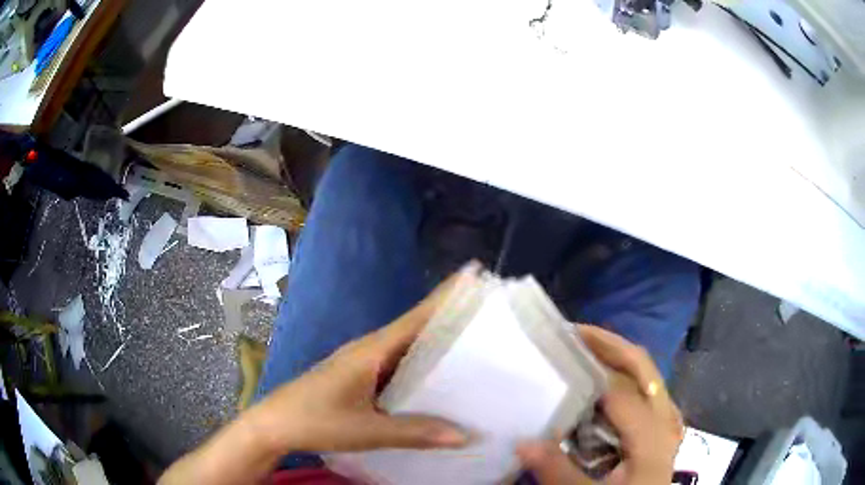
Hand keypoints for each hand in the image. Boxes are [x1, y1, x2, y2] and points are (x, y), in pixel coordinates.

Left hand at [254, 269, 475, 452]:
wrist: (275, 425)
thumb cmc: (316, 420)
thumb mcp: (367, 431)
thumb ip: (415, 432)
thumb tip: (465, 434)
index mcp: (372, 350)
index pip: (417, 317)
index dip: (446, 296)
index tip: (476, 277)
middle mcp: (370, 349)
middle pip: (417, 329)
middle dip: (451, 320)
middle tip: (490, 319)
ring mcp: (364, 363)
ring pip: (408, 349)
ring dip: (437, 345)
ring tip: (476, 349)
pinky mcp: (361, 377)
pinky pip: (398, 366)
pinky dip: (420, 367)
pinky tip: (439, 382)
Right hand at [517, 326, 682, 484]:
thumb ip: (559, 471)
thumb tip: (522, 442)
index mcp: (652, 432)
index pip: (618, 387)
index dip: (589, 363)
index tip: (558, 344)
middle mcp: (664, 417)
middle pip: (641, 368)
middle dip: (609, 345)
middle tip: (572, 333)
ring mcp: (666, 420)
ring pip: (644, 375)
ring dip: (616, 358)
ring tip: (583, 352)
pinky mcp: (660, 427)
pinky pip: (644, 390)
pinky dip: (623, 378)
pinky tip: (601, 384)